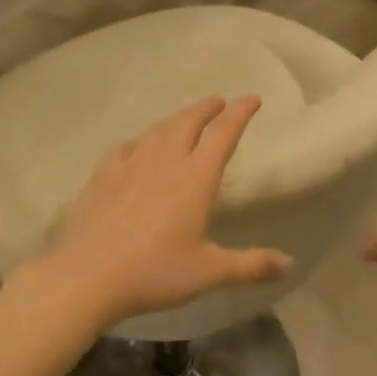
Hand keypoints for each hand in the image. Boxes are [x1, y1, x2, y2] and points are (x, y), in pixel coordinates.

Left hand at [37, 96, 293, 328]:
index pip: (223, 134)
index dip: (240, 113)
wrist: (87, 276)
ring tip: (184, 120)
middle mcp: (165, 161)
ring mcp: (129, 165)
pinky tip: (135, 149)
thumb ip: (250, 265)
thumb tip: (289, 263)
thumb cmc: (155, 272)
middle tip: (218, 102)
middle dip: (206, 108)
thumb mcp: (208, 272)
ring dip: (175, 120)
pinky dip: (138, 142)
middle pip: (188, 122)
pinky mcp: (102, 176)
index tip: (251, 99)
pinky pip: (125, 148)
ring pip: (157, 130)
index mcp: (195, 178)